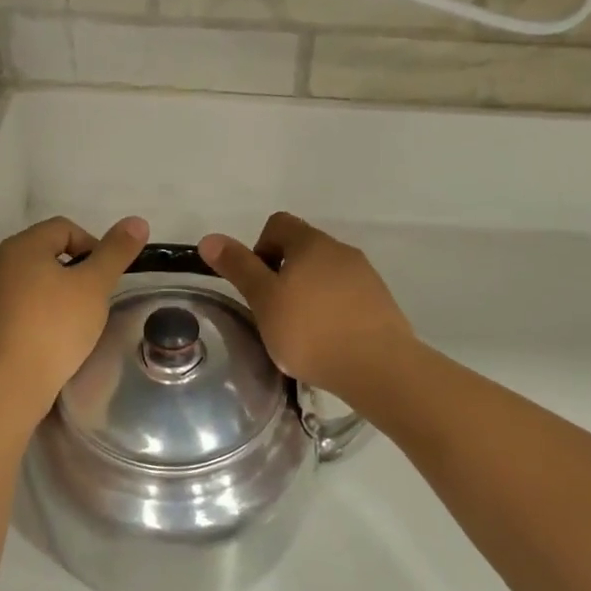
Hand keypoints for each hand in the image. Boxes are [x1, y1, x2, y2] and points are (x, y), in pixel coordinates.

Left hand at [0, 215, 148, 412]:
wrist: (4, 385)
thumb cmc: (53, 328)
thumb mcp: (94, 287)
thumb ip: (116, 252)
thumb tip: (137, 221)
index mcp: (21, 246)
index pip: (63, 228)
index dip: (92, 245)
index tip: (106, 277)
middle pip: (42, 255)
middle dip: (70, 273)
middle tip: (91, 302)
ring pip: (24, 285)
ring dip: (49, 297)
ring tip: (70, 326)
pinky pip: (9, 313)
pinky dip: (29, 320)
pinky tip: (43, 345)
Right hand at [199, 213, 414, 400]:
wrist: (379, 367)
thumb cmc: (311, 331)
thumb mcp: (264, 300)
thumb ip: (238, 268)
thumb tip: (209, 238)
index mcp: (311, 242)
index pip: (278, 224)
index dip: (259, 247)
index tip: (257, 284)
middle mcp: (340, 250)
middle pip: (302, 248)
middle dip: (283, 273)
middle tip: (273, 311)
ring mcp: (365, 275)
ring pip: (325, 273)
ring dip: (308, 292)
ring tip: (301, 331)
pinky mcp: (381, 302)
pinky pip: (346, 295)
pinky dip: (331, 309)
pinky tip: (328, 341)